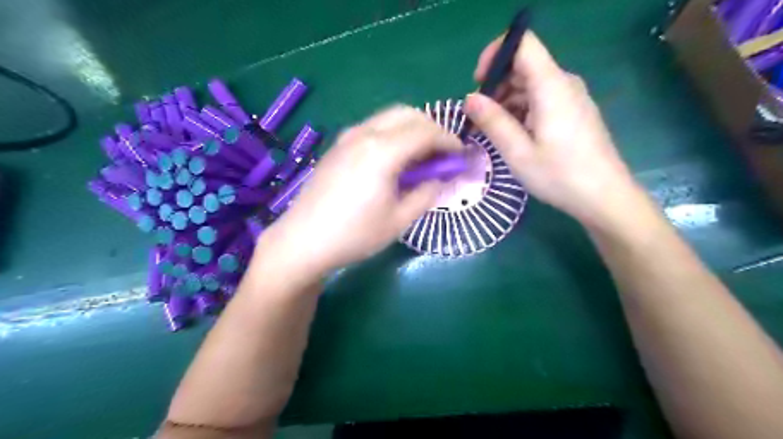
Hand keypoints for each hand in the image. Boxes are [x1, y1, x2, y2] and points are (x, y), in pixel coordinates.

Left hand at [258, 104, 459, 278]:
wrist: (303, 241)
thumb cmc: (355, 235)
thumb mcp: (399, 220)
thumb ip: (427, 193)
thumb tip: (442, 178)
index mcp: (382, 151)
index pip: (425, 132)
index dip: (448, 141)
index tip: (460, 155)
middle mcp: (364, 134)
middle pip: (407, 114)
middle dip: (431, 128)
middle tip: (442, 153)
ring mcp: (347, 137)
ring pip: (388, 117)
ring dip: (411, 129)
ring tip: (421, 157)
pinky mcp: (337, 146)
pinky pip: (373, 128)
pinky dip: (392, 134)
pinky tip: (393, 160)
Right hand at [464, 32, 648, 227]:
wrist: (604, 197)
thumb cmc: (559, 175)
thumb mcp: (518, 152)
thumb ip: (493, 121)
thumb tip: (469, 99)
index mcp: (551, 86)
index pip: (523, 43)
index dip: (496, 55)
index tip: (478, 84)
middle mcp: (563, 83)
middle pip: (523, 66)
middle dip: (495, 86)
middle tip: (477, 118)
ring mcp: (571, 98)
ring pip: (530, 85)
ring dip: (506, 102)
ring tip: (490, 131)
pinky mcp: (573, 112)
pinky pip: (541, 99)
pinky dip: (521, 110)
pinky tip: (512, 135)